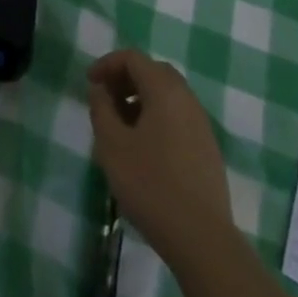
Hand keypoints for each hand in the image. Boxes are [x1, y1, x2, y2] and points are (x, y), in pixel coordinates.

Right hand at [88, 49, 234, 268]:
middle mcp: (187, 98)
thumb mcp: (112, 145)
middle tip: (105, 98)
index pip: (133, 58)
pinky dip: (157, 116)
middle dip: (126, 78)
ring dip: (141, 98)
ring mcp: (201, 123)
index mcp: (164, 90)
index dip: (107, 64)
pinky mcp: (207, 147)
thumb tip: (100, 88)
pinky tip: (144, 147)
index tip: (89, 83)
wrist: (201, 238)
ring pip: (168, 95)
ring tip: (121, 125)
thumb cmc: (150, 184)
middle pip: (153, 71)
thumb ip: (101, 108)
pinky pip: (178, 116)